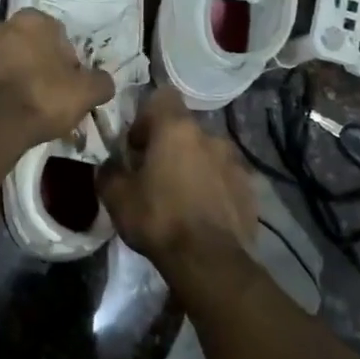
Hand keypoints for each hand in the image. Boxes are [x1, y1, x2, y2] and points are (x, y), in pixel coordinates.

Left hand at [0, 9, 113, 144]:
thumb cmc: (42, 99)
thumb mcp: (85, 93)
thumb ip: (100, 82)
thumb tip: (103, 81)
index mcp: (32, 21)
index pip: (55, 35)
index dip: (64, 61)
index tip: (65, 85)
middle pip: (22, 46)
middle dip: (32, 66)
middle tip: (42, 98)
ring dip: (4, 79)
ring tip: (15, 111)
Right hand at [97, 87, 257, 264]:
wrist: (209, 261)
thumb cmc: (158, 219)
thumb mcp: (117, 197)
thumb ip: (109, 172)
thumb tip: (109, 165)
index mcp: (176, 129)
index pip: (163, 97)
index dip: (146, 117)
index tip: (137, 145)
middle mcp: (210, 136)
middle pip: (185, 130)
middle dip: (169, 146)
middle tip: (154, 176)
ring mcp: (235, 162)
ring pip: (207, 154)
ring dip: (194, 167)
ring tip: (182, 197)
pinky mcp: (250, 188)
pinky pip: (225, 178)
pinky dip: (214, 188)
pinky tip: (203, 214)